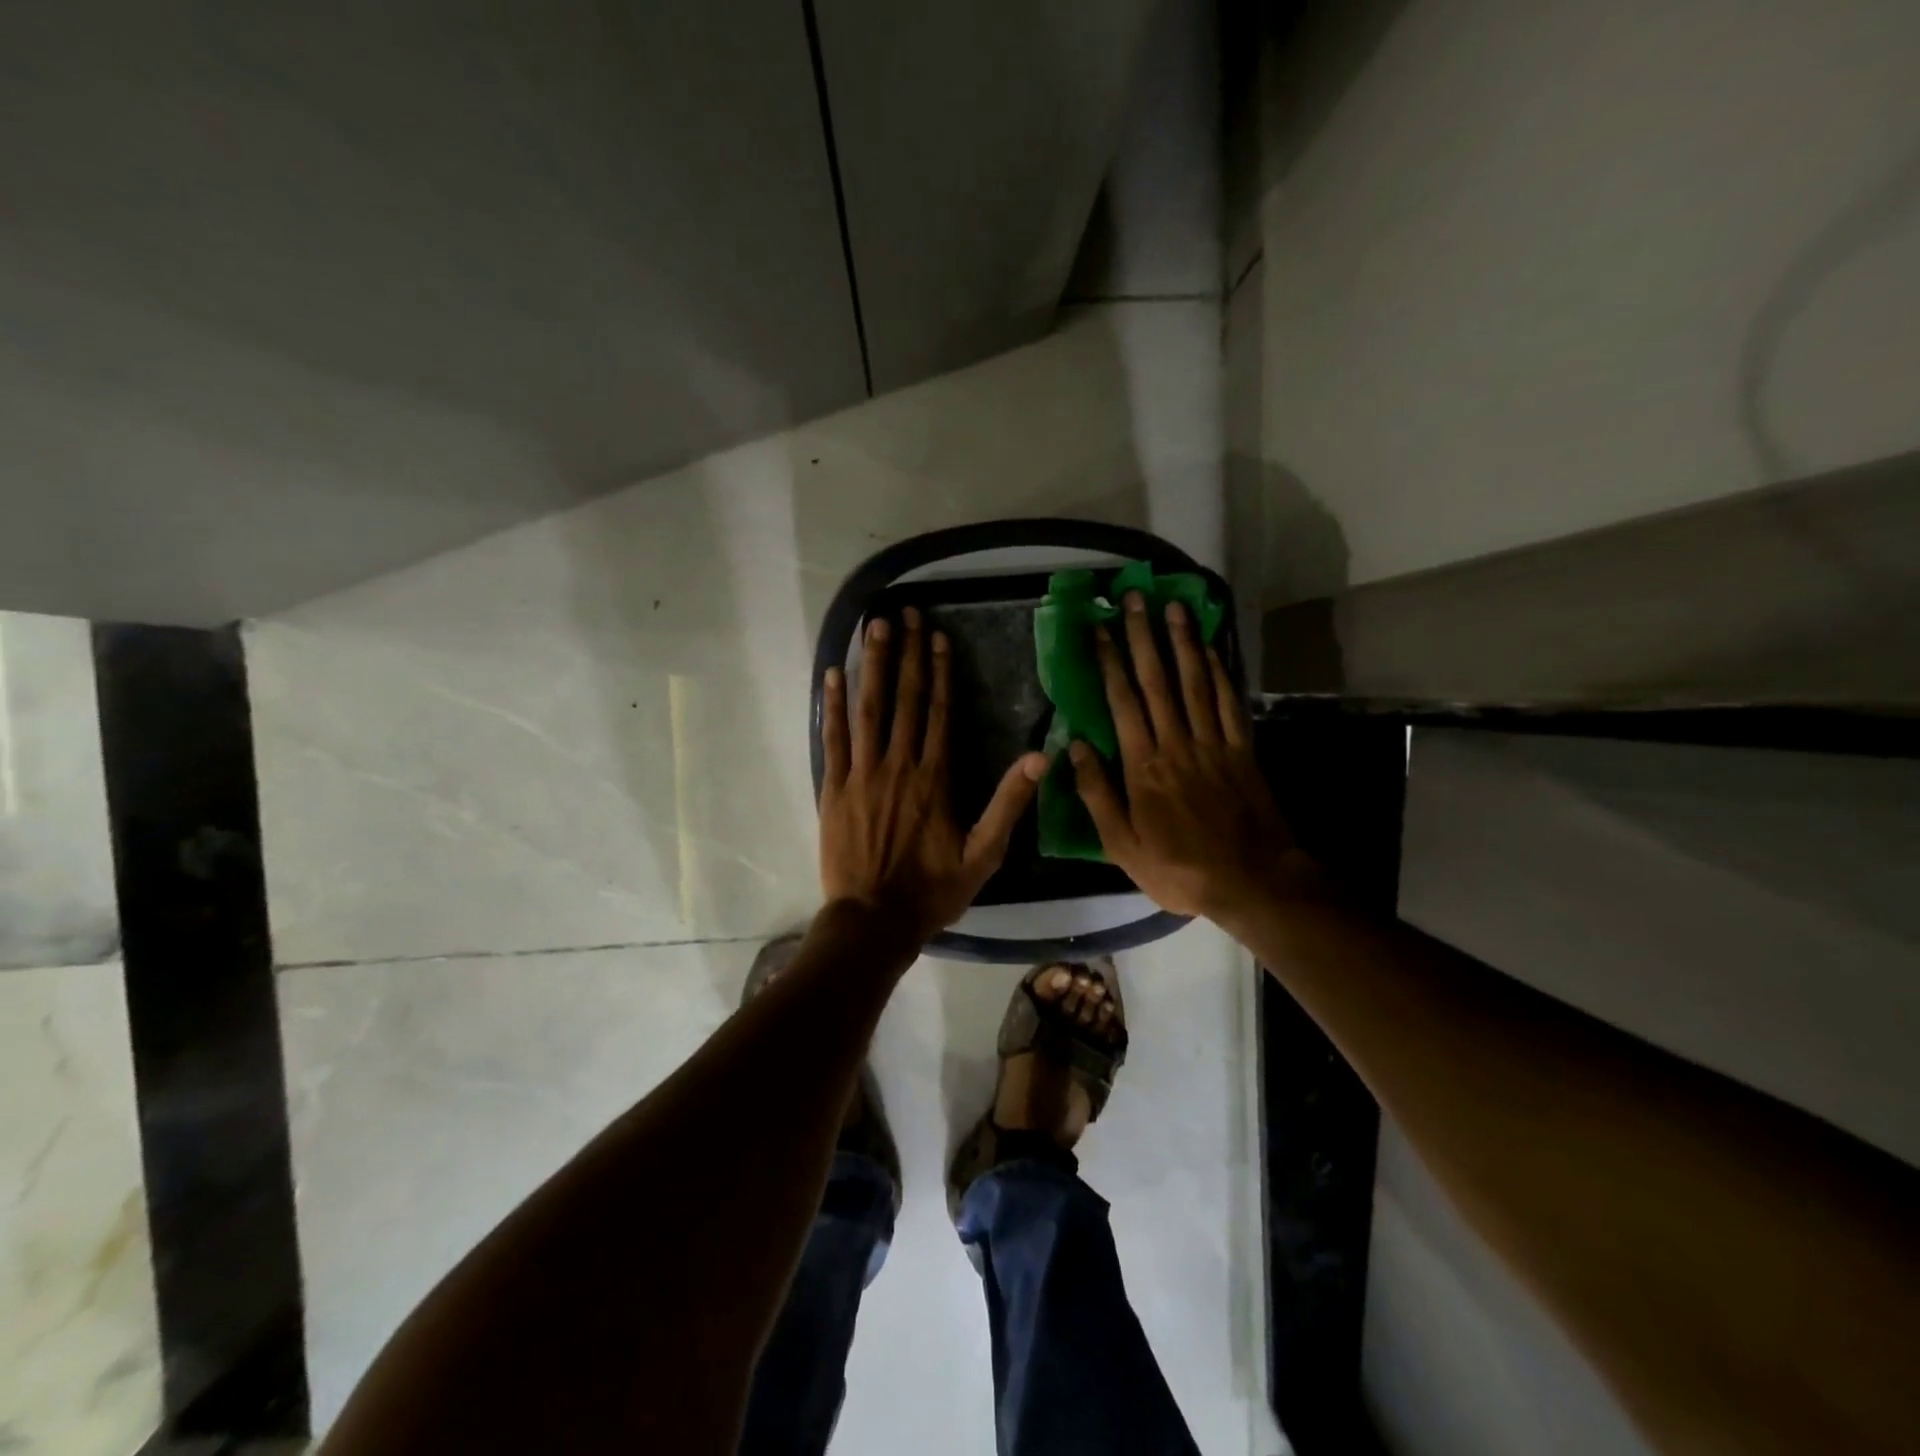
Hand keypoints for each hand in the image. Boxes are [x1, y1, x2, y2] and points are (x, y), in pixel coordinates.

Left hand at [821, 607, 1047, 941]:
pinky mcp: (834, 788)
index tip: (936, 635)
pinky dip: (834, 705)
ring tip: (873, 627)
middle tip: (904, 613)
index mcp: (936, 778)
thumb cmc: (932, 890)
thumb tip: (1041, 758)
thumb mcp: (984, 854)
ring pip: (869, 709)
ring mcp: (862, 774)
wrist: (874, 920)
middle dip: (906, 653)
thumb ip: (1009, 804)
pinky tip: (834, 674)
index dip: (940, 671)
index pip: (940, 712)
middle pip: (905, 699)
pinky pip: (833, 738)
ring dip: (873, 665)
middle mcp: (899, 765)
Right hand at [1068, 593, 1313, 920]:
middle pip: (1158, 680)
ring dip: (1182, 642)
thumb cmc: (1178, 867)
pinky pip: (1229, 702)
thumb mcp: (1122, 846)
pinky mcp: (1242, 749)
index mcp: (1143, 766)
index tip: (1099, 629)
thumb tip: (1074, 747)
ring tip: (1171, 607)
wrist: (1251, 881)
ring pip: (1195, 682)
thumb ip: (1097, 794)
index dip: (1110, 662)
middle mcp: (1177, 743)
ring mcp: (1213, 743)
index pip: (1122, 702)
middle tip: (1133, 599)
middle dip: (1143, 636)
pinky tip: (1210, 649)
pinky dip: (1219, 672)